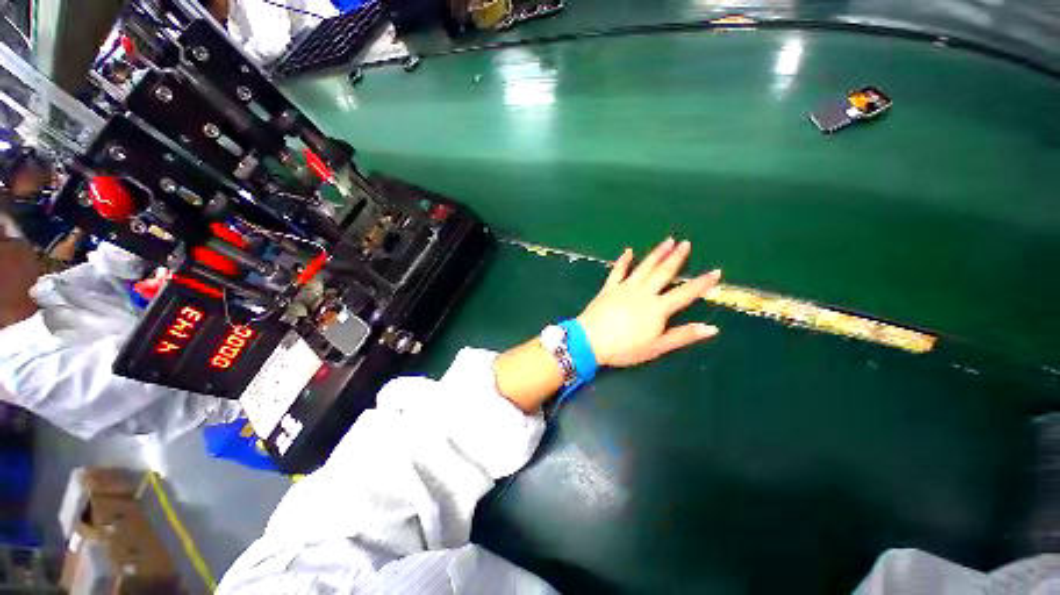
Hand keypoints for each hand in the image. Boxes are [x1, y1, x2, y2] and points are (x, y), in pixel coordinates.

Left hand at [577, 238, 720, 366]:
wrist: (590, 340)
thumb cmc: (625, 348)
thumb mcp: (657, 347)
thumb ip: (683, 336)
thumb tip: (712, 328)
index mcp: (658, 308)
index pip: (685, 293)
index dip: (701, 283)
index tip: (716, 271)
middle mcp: (644, 292)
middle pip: (663, 272)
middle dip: (676, 257)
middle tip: (685, 243)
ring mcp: (625, 287)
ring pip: (644, 267)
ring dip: (656, 253)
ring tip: (667, 241)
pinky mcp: (609, 287)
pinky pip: (617, 270)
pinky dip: (623, 260)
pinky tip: (628, 251)